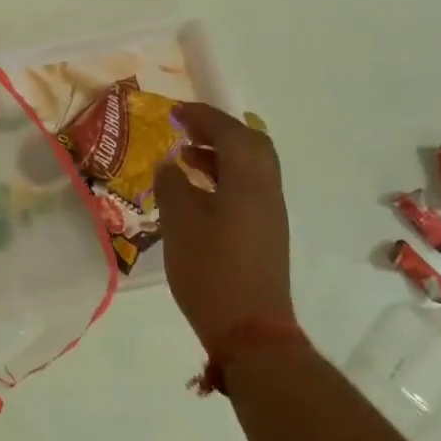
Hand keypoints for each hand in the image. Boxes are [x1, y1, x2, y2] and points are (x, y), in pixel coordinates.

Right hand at [153, 104, 294, 350]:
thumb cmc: (211, 269)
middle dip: (218, 130)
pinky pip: (248, 188)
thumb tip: (170, 165)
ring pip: (251, 167)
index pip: (230, 132)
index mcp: (248, 180)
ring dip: (220, 154)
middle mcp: (266, 189)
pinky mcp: (266, 234)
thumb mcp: (180, 222)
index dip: (203, 116)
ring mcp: (270, 213)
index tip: (176, 111)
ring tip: (185, 158)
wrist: (250, 329)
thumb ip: (172, 185)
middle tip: (186, 129)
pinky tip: (198, 193)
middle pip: (251, 144)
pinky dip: (224, 177)